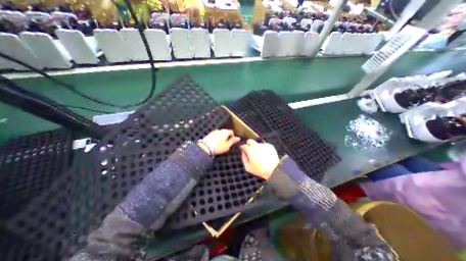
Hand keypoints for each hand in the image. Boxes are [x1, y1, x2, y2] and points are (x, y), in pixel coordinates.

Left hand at [199, 129, 239, 155]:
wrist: (205, 148)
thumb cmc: (217, 147)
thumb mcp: (227, 145)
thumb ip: (233, 141)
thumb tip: (238, 138)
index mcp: (225, 132)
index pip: (231, 132)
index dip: (232, 136)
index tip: (231, 141)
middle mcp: (220, 130)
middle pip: (225, 132)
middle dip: (227, 136)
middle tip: (227, 143)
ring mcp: (214, 131)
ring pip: (220, 133)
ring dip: (222, 137)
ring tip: (221, 144)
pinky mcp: (209, 134)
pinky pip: (215, 135)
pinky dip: (217, 138)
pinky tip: (216, 143)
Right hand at [240, 138, 279, 178]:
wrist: (273, 170)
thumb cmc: (260, 170)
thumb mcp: (248, 167)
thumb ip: (244, 158)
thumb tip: (243, 152)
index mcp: (250, 150)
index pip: (243, 145)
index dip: (243, 148)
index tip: (243, 150)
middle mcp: (256, 146)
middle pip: (250, 140)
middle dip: (249, 144)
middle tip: (250, 150)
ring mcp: (263, 145)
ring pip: (257, 144)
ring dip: (257, 148)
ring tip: (260, 156)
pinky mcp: (269, 145)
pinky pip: (264, 146)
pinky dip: (263, 149)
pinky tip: (265, 155)